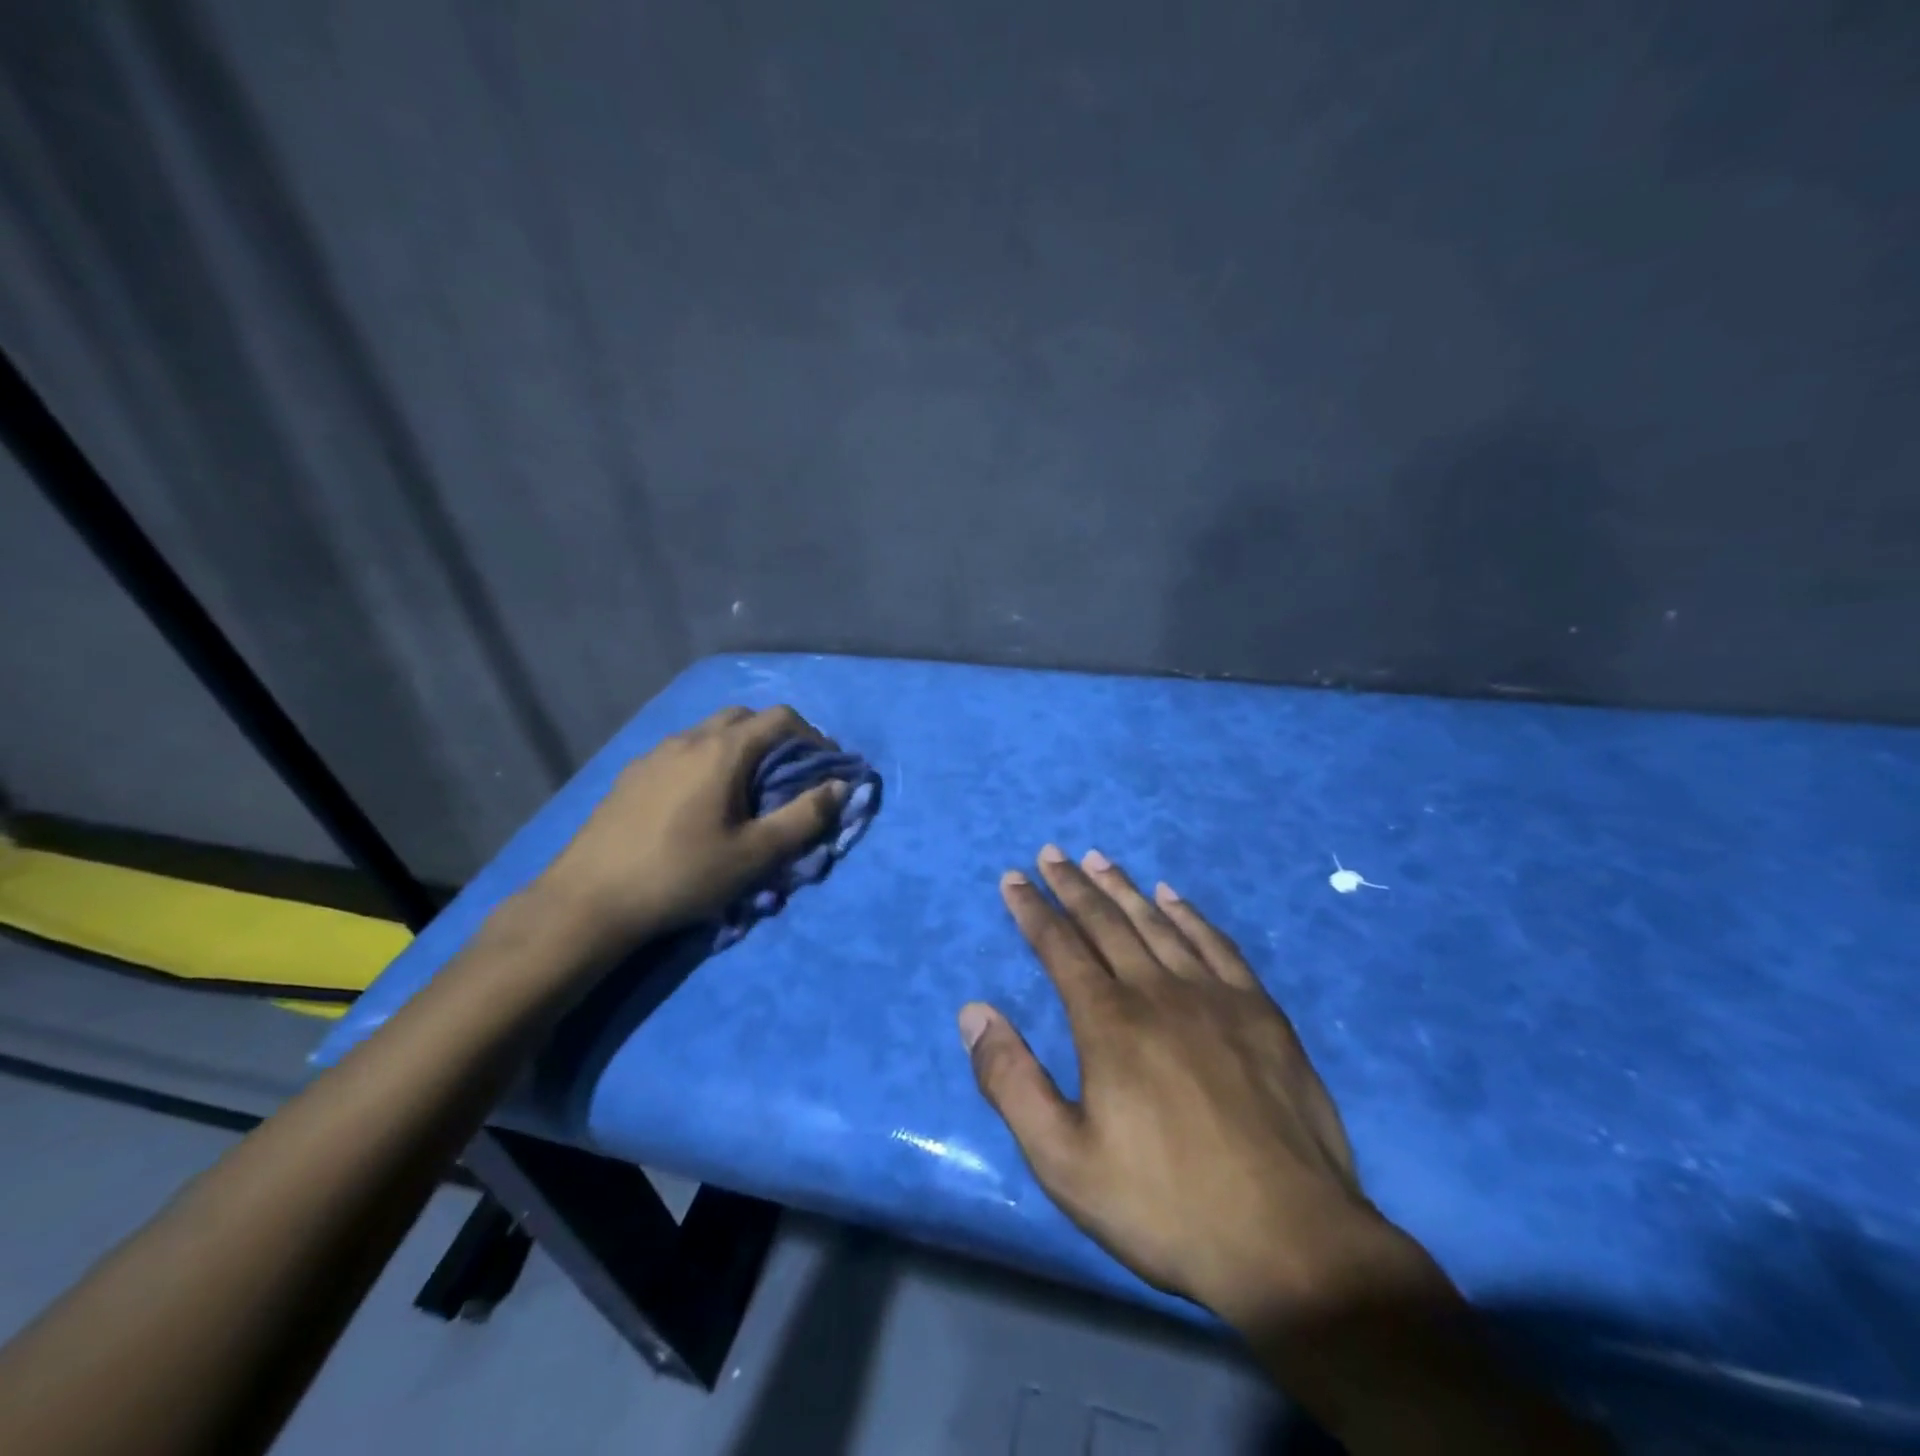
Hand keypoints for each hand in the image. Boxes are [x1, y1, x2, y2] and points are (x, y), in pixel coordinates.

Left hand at [536, 705, 848, 949]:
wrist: (589, 900)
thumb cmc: (682, 874)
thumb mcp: (756, 854)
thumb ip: (804, 817)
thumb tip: (840, 786)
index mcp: (722, 751)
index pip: (780, 718)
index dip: (813, 736)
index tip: (825, 766)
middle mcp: (688, 739)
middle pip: (743, 717)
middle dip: (775, 737)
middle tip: (788, 774)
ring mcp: (654, 754)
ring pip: (708, 733)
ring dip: (738, 748)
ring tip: (745, 790)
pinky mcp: (631, 775)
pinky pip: (681, 752)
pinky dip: (706, 761)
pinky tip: (699, 802)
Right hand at [961, 846, 1426, 1331]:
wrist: (1291, 1243)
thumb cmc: (1165, 1206)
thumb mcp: (1063, 1161)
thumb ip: (1011, 1081)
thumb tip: (973, 1011)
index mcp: (1109, 1023)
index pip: (1059, 947)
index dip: (1033, 909)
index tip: (1013, 878)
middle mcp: (1158, 992)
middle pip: (1106, 922)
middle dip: (1073, 884)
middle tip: (1052, 852)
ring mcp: (1215, 997)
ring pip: (1158, 924)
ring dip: (1124, 888)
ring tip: (1099, 858)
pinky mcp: (1261, 1013)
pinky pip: (1217, 945)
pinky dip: (1189, 914)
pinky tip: (1173, 897)